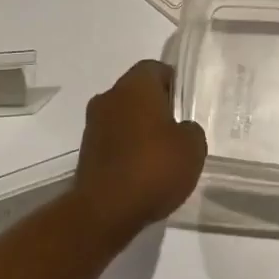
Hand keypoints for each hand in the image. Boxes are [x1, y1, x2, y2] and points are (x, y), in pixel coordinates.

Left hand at [75, 60, 207, 244]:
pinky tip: (143, 170)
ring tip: (162, 153)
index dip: (173, 82)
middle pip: (137, 92)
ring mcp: (93, 125)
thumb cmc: (154, 167)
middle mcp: (109, 97)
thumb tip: (180, 129)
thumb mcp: (193, 146)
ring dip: (139, 128)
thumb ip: (190, 129)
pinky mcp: (85, 152)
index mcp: (135, 86)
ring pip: (123, 116)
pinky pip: (113, 140)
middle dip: (156, 106)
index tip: (186, 103)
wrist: (105, 210)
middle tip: (178, 127)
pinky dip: (127, 149)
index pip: (155, 68)